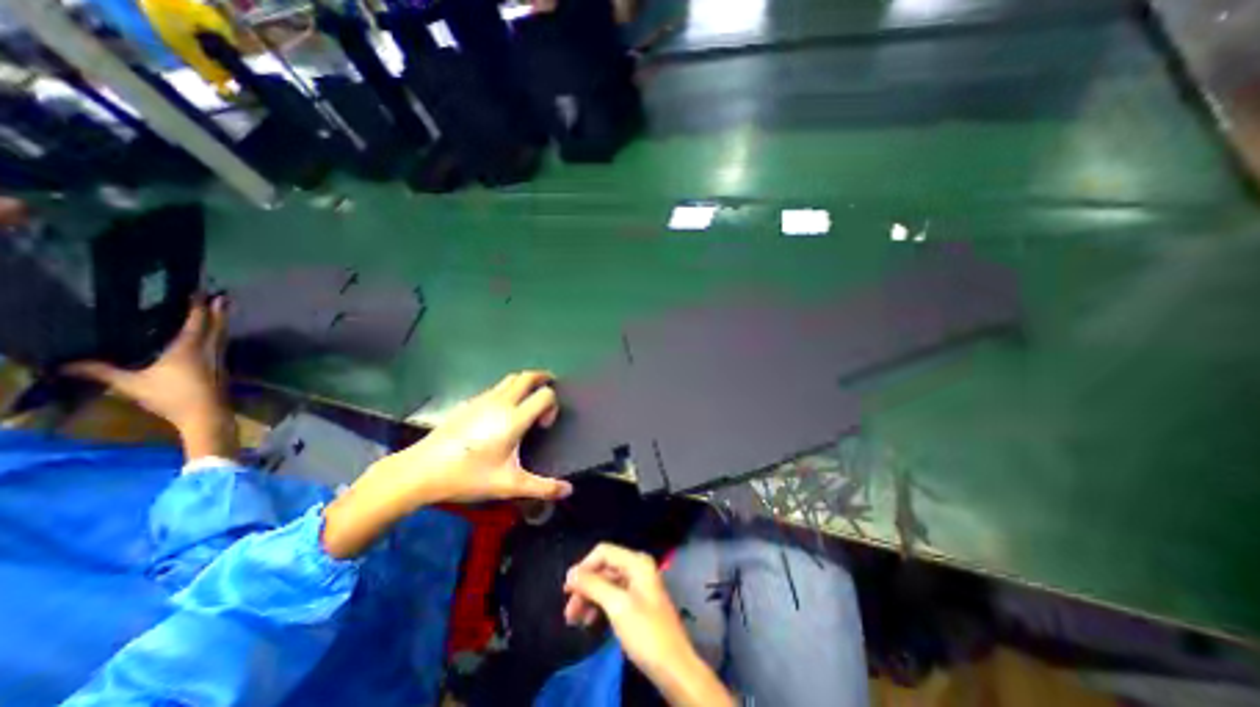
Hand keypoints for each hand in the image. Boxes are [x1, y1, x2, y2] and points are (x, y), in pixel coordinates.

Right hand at [64, 295, 234, 461]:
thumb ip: (101, 372)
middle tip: (224, 296)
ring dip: (222, 322)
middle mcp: (209, 349)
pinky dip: (220, 335)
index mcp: (189, 348)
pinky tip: (216, 337)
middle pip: (216, 325)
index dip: (199, 307)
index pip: (196, 322)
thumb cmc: (172, 396)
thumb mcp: (131, 384)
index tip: (201, 292)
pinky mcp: (222, 368)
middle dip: (219, 310)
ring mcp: (219, 359)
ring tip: (223, 311)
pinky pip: (221, 345)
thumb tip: (64, 364)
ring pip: (222, 335)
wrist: (207, 414)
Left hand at [322, 374, 571, 561]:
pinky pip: (496, 387)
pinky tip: (502, 411)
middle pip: (528, 376)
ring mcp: (482, 399)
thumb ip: (542, 487)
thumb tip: (569, 490)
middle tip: (550, 388)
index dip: (552, 405)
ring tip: (529, 398)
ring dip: (525, 382)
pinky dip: (508, 389)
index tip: (545, 425)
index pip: (545, 395)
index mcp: (514, 418)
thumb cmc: (468, 476)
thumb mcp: (508, 485)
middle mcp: (501, 402)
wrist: (420, 471)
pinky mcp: (468, 403)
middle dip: (543, 378)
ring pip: (510, 378)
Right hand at [564, 545, 733, 703]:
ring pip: (606, 583)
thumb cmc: (645, 631)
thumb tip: (571, 573)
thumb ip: (593, 585)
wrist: (673, 666)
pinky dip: (599, 606)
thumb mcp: (617, 605)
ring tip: (574, 621)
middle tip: (568, 612)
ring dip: (589, 599)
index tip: (567, 589)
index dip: (584, 567)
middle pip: (604, 568)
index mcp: (636, 562)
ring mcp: (638, 585)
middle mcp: (637, 568)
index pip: (604, 552)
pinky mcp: (637, 602)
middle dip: (585, 587)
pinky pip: (613, 596)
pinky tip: (589, 621)